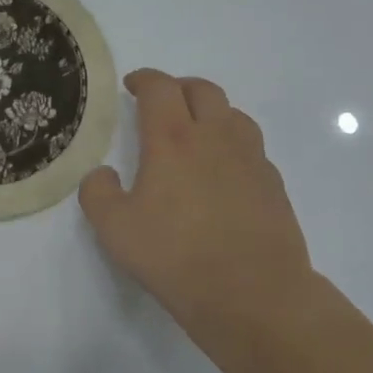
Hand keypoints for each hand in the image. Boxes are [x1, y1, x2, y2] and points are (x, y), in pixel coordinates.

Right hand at [80, 70, 326, 359]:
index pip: (160, 88)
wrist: (251, 293)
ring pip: (233, 114)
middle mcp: (215, 137)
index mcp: (172, 139)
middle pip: (202, 90)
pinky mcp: (273, 184)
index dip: (144, 79)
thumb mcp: (114, 228)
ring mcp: (251, 158)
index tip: (132, 85)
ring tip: (195, 131)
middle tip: (162, 103)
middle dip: (178, 88)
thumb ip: (98, 192)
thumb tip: (104, 174)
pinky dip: (232, 144)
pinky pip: (251, 147)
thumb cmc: (175, 256)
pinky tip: (222, 172)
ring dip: (210, 111)